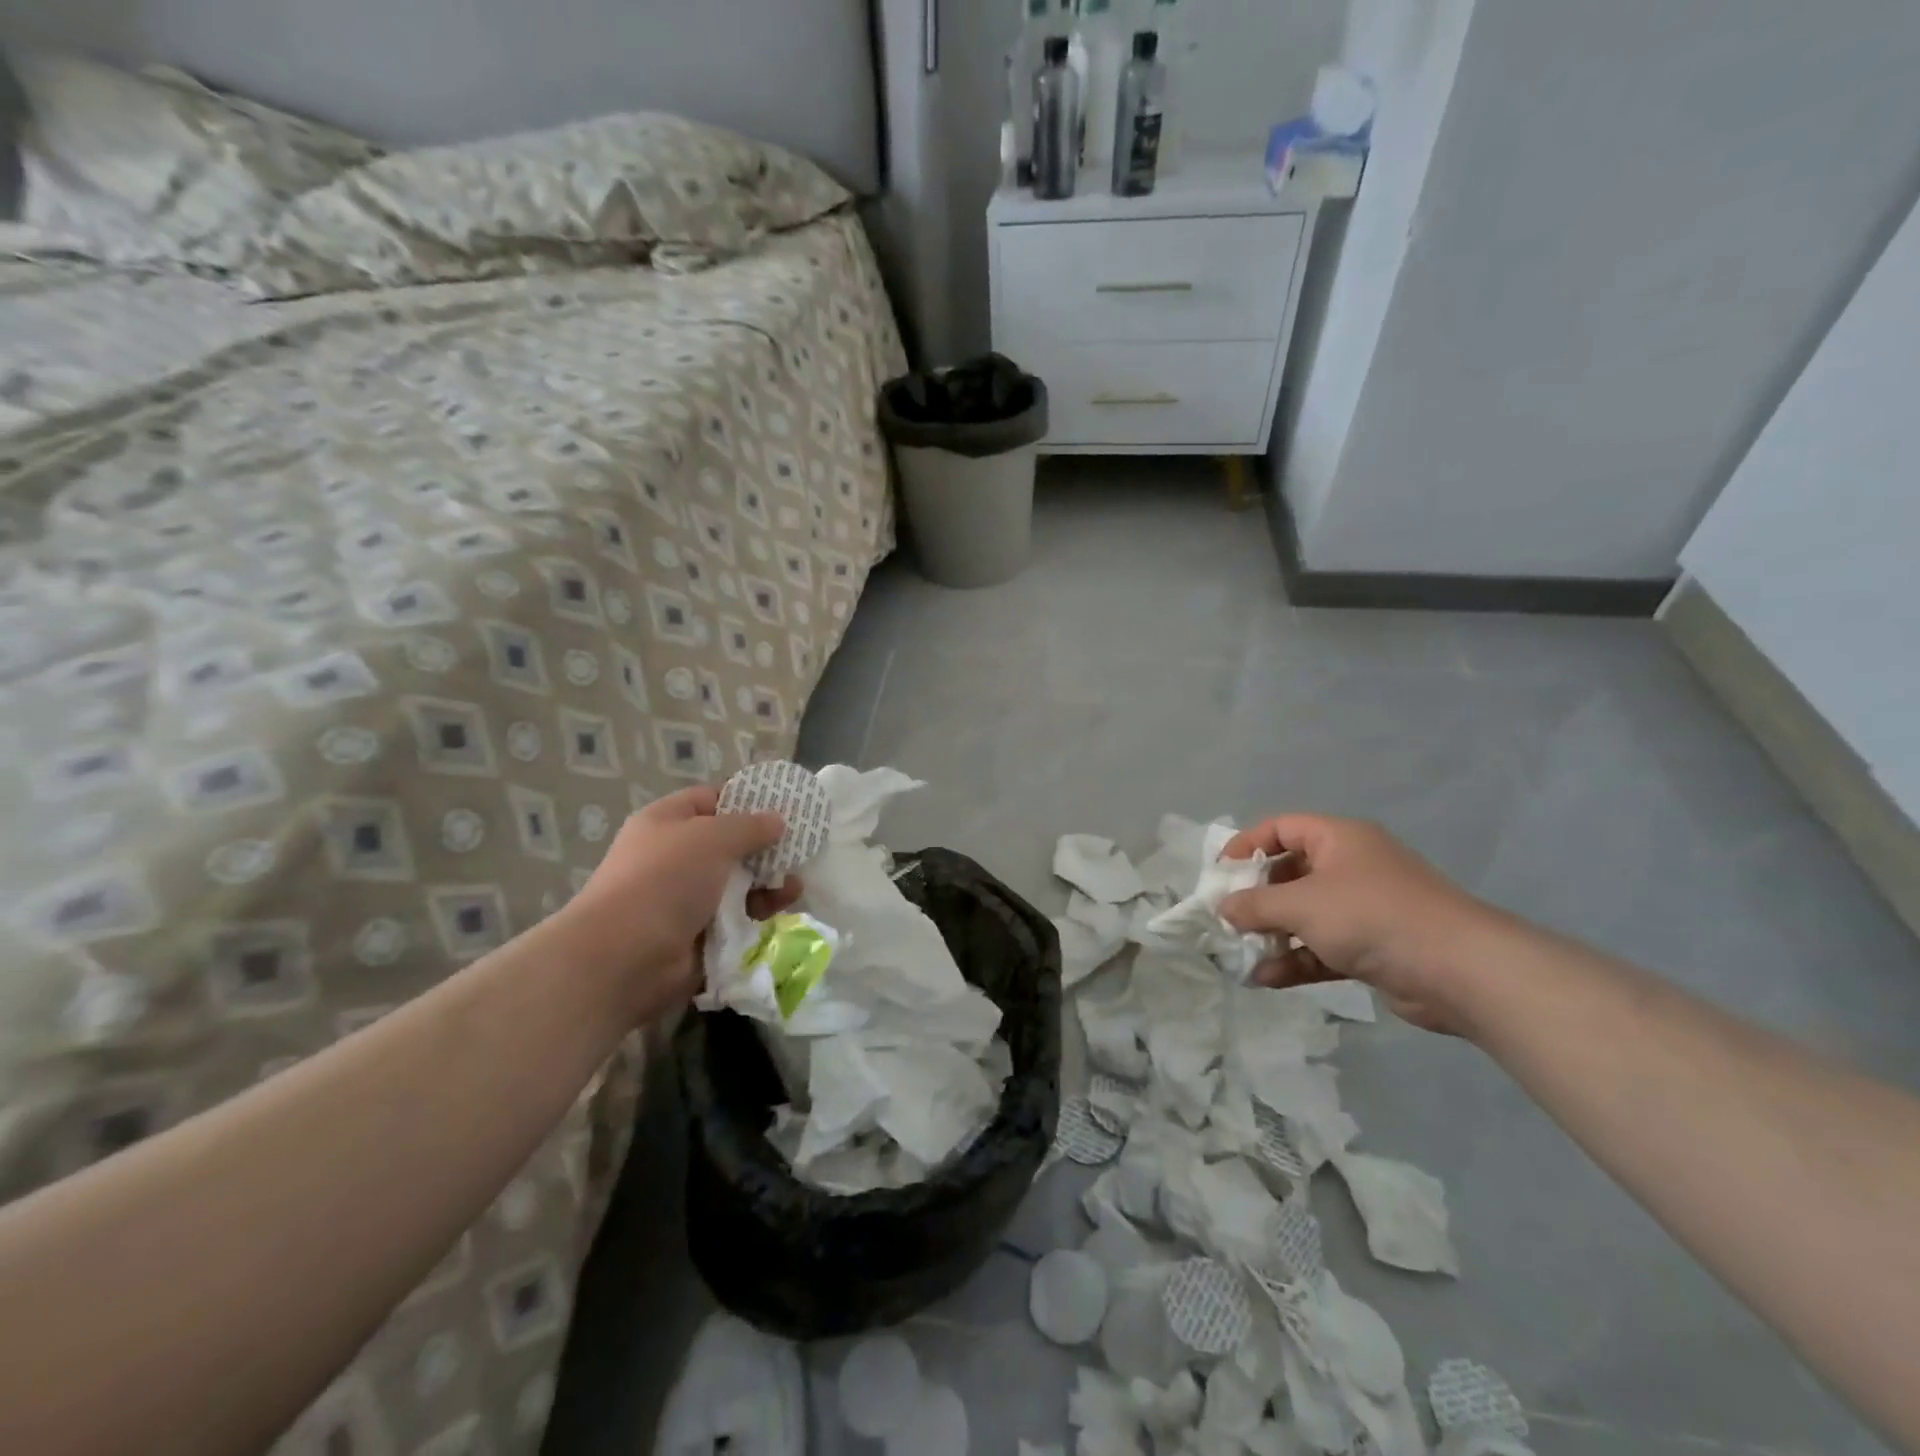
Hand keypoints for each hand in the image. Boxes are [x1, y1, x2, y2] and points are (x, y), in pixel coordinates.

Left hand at [564, 786, 801, 1024]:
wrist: (623, 958)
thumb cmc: (665, 880)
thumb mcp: (712, 837)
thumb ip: (750, 825)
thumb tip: (777, 820)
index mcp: (667, 824)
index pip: (711, 800)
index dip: (746, 799)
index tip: (784, 805)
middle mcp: (675, 858)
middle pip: (730, 844)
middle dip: (765, 847)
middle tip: (803, 847)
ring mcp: (686, 899)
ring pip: (738, 884)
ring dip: (768, 883)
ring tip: (796, 885)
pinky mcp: (699, 935)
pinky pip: (738, 918)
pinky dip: (760, 914)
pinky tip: (784, 909)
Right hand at [1217, 815, 1499, 1034]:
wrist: (1459, 970)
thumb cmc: (1371, 916)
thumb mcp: (1302, 904)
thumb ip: (1255, 905)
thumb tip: (1223, 908)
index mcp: (1338, 839)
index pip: (1281, 828)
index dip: (1246, 845)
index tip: (1220, 874)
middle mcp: (1350, 867)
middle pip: (1290, 874)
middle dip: (1256, 899)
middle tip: (1227, 919)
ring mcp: (1363, 909)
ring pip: (1304, 915)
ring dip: (1272, 935)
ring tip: (1240, 955)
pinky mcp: (1372, 947)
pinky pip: (1322, 947)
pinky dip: (1296, 960)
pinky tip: (1266, 979)